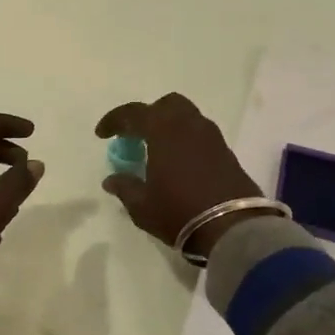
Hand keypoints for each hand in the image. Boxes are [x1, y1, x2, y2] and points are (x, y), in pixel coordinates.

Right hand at [95, 93, 265, 254]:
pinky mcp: (227, 152)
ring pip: (187, 117)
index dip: (114, 121)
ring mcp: (212, 137)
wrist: (233, 228)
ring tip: (158, 150)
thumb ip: (125, 187)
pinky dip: (186, 140)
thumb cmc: (179, 212)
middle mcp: (189, 125)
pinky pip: (201, 135)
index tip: (102, 134)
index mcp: (163, 130)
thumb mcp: (142, 206)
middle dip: (149, 115)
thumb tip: (112, 180)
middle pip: (167, 105)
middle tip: (136, 136)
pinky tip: (179, 163)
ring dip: (170, 127)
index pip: (133, 114)